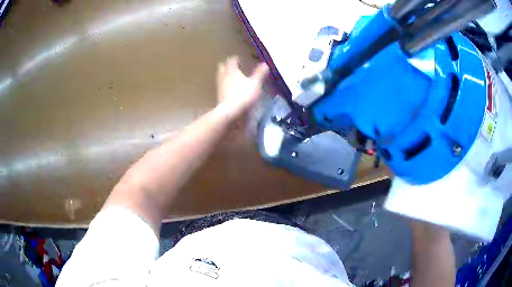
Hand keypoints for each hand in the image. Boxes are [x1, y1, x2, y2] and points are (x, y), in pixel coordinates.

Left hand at [216, 56, 268, 117]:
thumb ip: (259, 73)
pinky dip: (225, 86)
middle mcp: (223, 77)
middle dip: (226, 66)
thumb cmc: (244, 95)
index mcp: (232, 71)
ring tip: (230, 77)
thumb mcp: (255, 83)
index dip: (234, 59)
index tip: (237, 58)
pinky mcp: (219, 97)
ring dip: (224, 76)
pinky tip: (229, 89)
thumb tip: (265, 64)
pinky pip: (221, 88)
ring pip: (220, 78)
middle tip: (231, 66)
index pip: (231, 61)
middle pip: (222, 68)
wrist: (230, 112)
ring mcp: (220, 87)